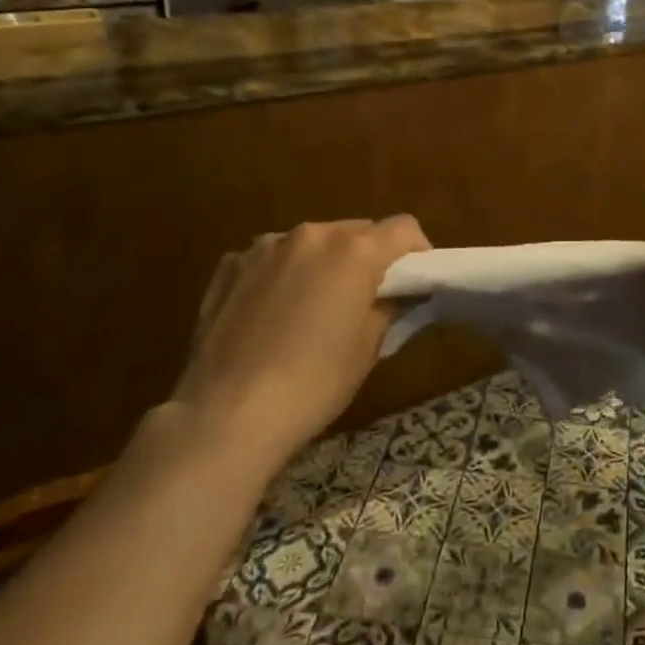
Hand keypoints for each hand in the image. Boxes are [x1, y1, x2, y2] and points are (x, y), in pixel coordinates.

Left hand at [173, 216, 429, 462]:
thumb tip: (397, 294)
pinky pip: (270, 259)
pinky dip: (281, 274)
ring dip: (322, 263)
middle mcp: (312, 234)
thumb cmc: (314, 382)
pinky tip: (272, 314)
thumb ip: (389, 306)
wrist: (227, 415)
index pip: (403, 229)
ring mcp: (265, 247)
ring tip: (314, 307)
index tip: (414, 282)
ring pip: (311, 243)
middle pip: (356, 231)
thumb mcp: (369, 347)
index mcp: (355, 250)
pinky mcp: (230, 266)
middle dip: (367, 257)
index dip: (417, 251)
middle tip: (365, 298)